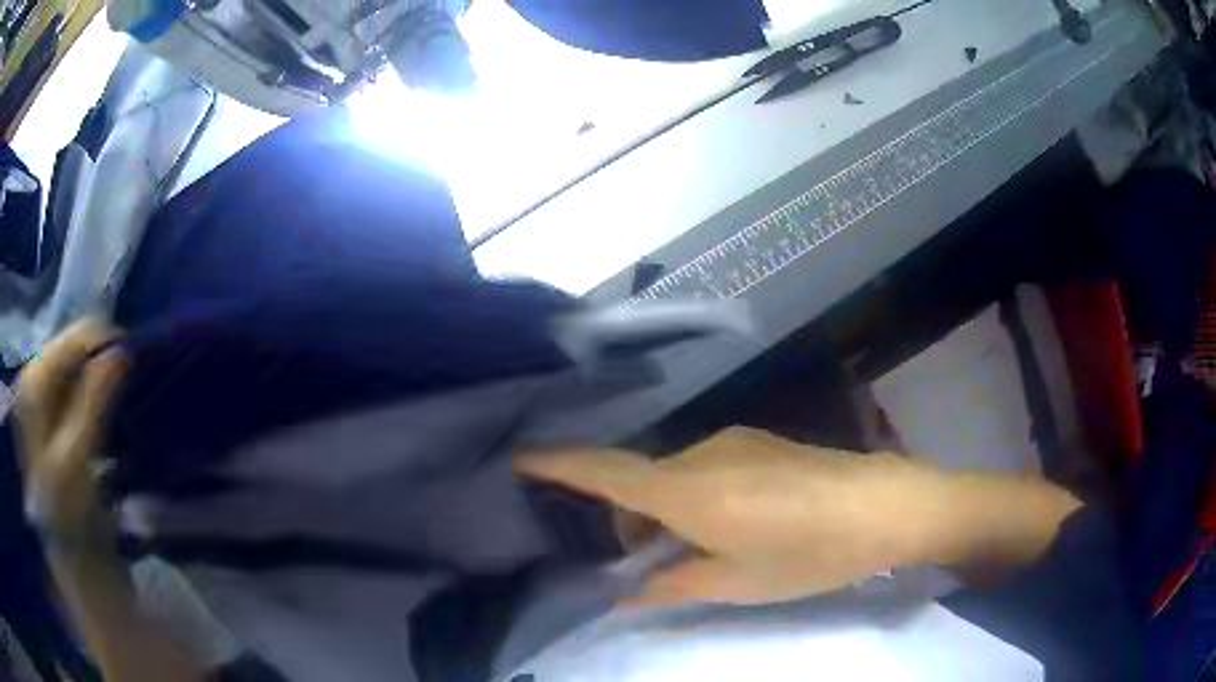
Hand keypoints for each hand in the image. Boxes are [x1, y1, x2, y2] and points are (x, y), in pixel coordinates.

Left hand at [16, 319, 128, 544]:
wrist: (63, 546)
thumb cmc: (67, 508)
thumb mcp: (77, 456)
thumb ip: (94, 399)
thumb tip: (122, 349)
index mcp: (35, 378)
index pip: (74, 337)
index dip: (106, 342)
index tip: (135, 362)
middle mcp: (34, 371)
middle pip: (74, 345)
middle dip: (102, 359)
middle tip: (128, 385)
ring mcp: (40, 388)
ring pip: (76, 362)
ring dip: (100, 375)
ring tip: (119, 399)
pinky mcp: (49, 404)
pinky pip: (74, 379)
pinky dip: (93, 389)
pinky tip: (103, 410)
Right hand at [517, 427, 967, 605]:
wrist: (884, 506)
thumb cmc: (807, 552)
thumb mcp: (736, 582)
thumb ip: (672, 584)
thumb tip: (624, 591)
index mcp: (688, 490)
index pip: (605, 471)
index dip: (558, 463)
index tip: (518, 458)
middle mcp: (702, 453)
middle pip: (639, 479)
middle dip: (624, 519)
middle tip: (635, 566)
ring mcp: (734, 442)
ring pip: (673, 475)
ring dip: (663, 512)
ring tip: (688, 554)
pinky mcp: (759, 444)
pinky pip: (704, 468)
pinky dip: (692, 498)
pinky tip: (726, 528)